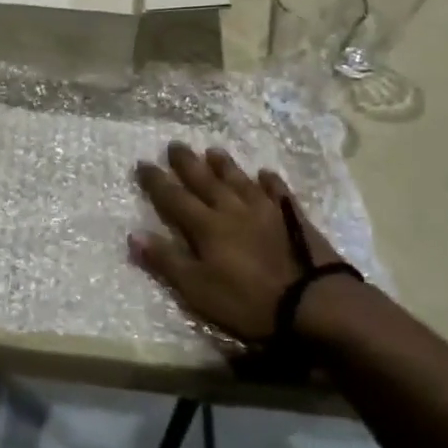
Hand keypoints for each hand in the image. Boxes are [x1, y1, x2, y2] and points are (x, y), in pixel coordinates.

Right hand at [130, 142, 354, 345]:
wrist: (313, 302)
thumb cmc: (248, 301)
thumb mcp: (198, 289)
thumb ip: (166, 261)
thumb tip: (133, 234)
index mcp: (206, 227)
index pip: (174, 198)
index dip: (156, 182)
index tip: (142, 163)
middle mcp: (232, 209)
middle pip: (205, 180)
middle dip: (187, 163)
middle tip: (174, 145)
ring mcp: (266, 210)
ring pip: (239, 180)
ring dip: (224, 166)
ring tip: (213, 151)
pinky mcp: (293, 218)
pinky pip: (278, 192)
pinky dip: (270, 181)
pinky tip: (265, 173)